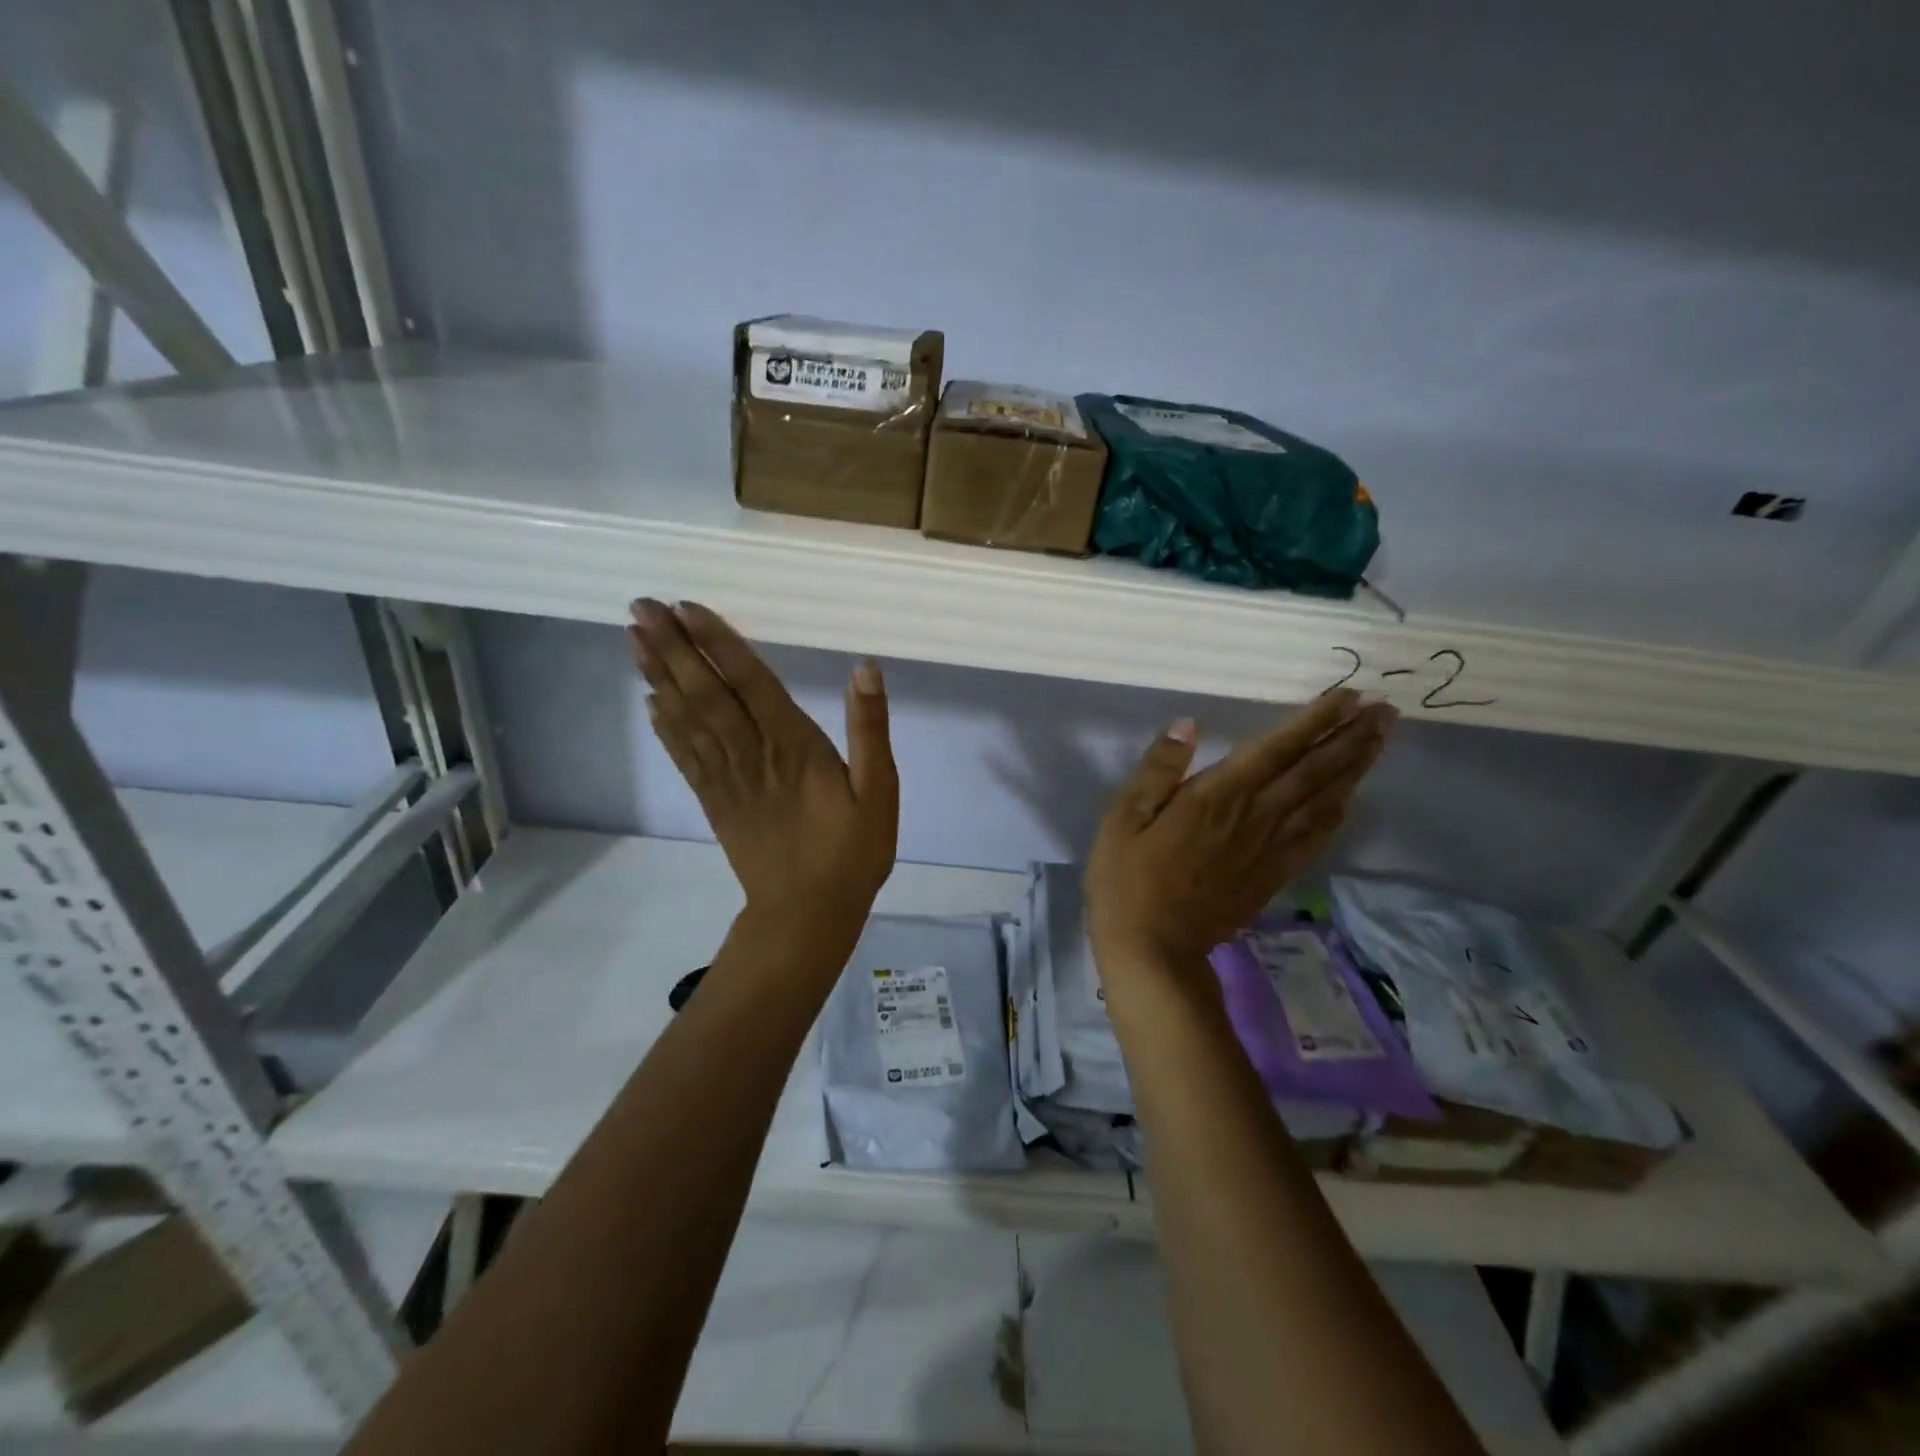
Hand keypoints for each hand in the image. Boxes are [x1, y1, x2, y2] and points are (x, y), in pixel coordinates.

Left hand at [628, 600, 898, 936]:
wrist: (807, 915)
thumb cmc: (852, 852)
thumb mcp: (880, 792)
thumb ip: (870, 729)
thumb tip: (865, 669)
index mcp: (794, 745)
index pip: (750, 681)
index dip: (718, 642)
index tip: (684, 607)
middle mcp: (752, 753)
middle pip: (706, 693)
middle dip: (673, 648)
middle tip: (639, 607)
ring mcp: (727, 779)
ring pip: (687, 719)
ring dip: (659, 677)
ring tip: (633, 639)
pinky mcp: (715, 803)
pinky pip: (684, 757)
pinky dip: (665, 727)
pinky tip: (649, 702)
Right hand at [1085, 689, 1393, 967]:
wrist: (1152, 947)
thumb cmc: (1127, 877)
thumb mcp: (1124, 817)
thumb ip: (1158, 769)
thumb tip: (1188, 724)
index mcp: (1215, 796)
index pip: (1274, 749)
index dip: (1313, 721)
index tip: (1347, 696)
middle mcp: (1253, 816)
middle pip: (1312, 772)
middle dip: (1349, 738)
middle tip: (1384, 711)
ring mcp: (1267, 849)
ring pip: (1322, 801)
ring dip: (1353, 769)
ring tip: (1378, 741)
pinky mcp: (1272, 876)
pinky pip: (1315, 839)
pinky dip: (1338, 815)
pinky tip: (1350, 800)